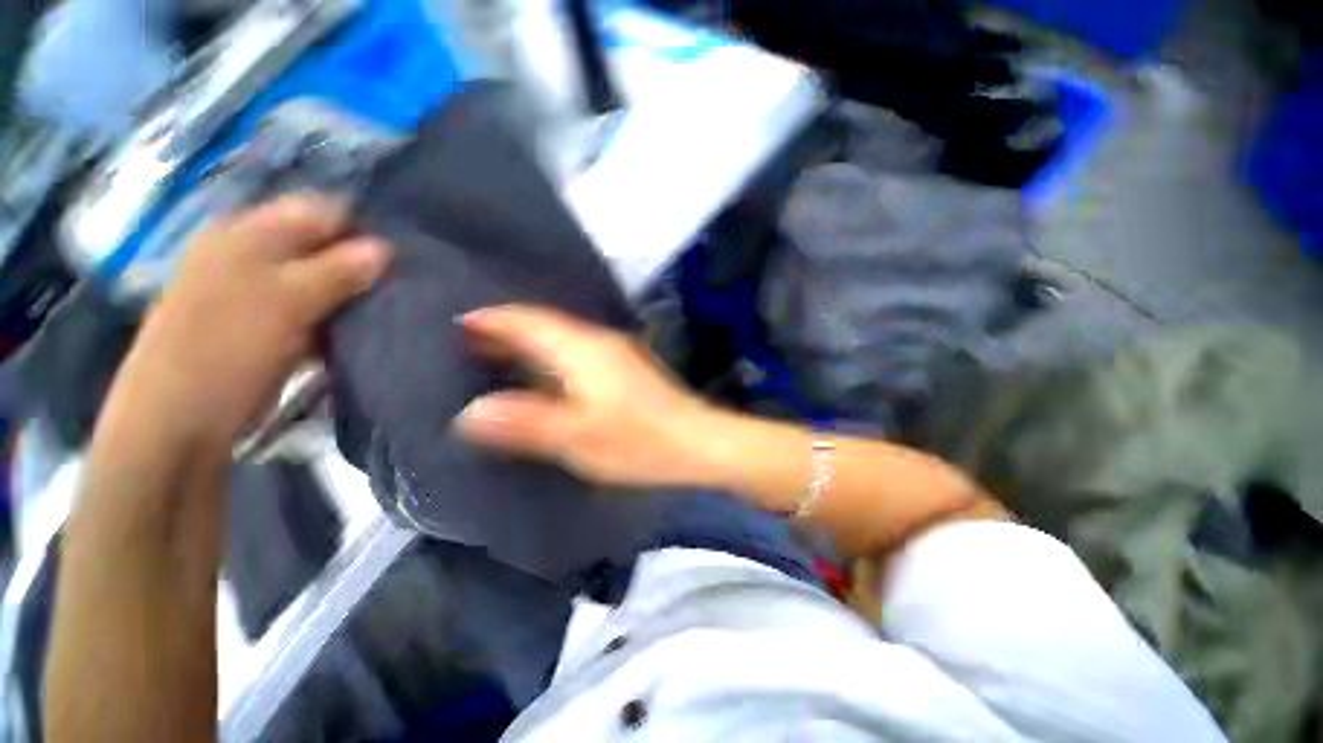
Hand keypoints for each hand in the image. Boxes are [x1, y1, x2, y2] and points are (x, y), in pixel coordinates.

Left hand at [109, 195, 390, 447]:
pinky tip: (364, 329)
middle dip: (361, 265)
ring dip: (354, 295)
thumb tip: (386, 248)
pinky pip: (317, 311)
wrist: (180, 421)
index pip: (318, 213)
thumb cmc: (224, 350)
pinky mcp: (270, 326)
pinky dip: (341, 318)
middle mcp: (252, 256)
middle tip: (398, 287)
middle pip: (322, 247)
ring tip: (390, 309)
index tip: (398, 258)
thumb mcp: (283, 303)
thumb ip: (336, 272)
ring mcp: (260, 293)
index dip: (360, 230)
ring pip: (323, 282)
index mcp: (247, 235)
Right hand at [455, 304, 726, 487]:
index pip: (528, 320)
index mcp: (583, 348)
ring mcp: (616, 353)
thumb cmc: (639, 440)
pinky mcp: (626, 369)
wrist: (699, 442)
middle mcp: (599, 341)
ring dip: (530, 346)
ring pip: (562, 340)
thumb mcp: (577, 437)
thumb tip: (469, 414)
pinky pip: (577, 354)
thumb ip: (524, 423)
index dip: (492, 319)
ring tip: (496, 360)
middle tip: (467, 345)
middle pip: (544, 326)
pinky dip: (552, 360)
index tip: (457, 324)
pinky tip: (543, 378)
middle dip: (507, 332)